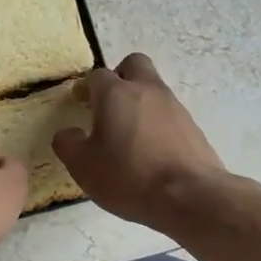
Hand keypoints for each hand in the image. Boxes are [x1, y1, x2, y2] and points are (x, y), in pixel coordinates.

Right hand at [52, 53, 226, 231]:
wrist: (190, 196)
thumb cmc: (129, 176)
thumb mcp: (83, 166)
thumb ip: (68, 144)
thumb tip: (68, 133)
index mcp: (116, 93)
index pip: (97, 75)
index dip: (86, 87)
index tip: (80, 103)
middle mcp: (147, 90)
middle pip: (133, 64)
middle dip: (119, 77)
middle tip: (108, 105)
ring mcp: (174, 106)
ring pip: (153, 89)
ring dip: (139, 102)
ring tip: (129, 135)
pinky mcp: (193, 126)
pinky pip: (169, 113)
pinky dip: (157, 123)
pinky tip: (151, 151)